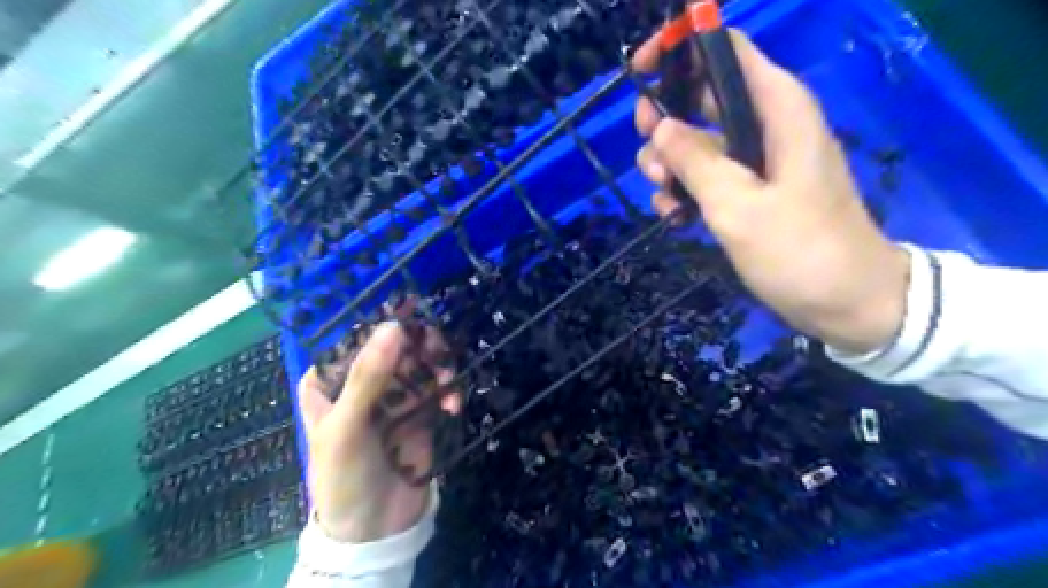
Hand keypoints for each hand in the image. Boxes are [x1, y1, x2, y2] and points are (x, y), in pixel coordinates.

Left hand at [294, 323, 458, 541]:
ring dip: (439, 368)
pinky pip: (438, 388)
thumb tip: (394, 325)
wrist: (375, 530)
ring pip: (422, 363)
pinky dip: (448, 392)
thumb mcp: (346, 427)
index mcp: (331, 380)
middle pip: (397, 346)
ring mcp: (394, 396)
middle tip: (439, 353)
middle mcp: (364, 382)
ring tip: (448, 383)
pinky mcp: (420, 411)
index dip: (390, 327)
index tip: (416, 322)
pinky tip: (453, 406)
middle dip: (421, 347)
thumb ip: (368, 376)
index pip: (361, 338)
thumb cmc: (344, 476)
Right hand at [629, 29, 910, 353]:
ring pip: (698, 142)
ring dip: (670, 166)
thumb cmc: (799, 250)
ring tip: (664, 198)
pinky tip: (674, 217)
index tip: (640, 72)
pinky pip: (707, 176)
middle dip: (665, 123)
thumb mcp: (738, 205)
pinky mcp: (751, 191)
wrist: (847, 302)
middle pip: (702, 98)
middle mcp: (766, 125)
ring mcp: (757, 161)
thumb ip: (695, 161)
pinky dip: (685, 191)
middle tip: (649, 157)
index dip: (681, 49)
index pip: (726, 50)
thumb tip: (659, 127)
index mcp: (776, 109)